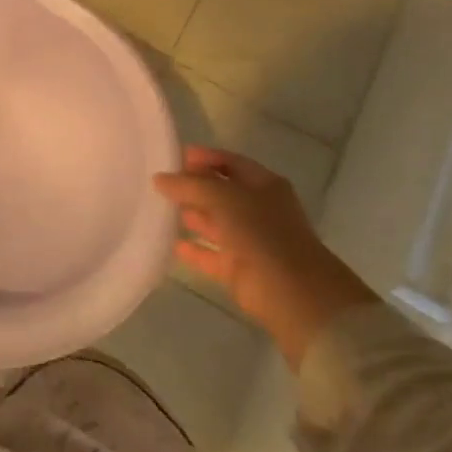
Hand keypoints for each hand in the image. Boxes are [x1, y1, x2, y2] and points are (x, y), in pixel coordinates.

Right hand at [153, 147, 376, 369]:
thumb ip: (190, 185)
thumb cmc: (262, 233)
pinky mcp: (240, 269)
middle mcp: (258, 209)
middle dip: (193, 186)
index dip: (204, 157)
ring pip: (215, 222)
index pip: (230, 162)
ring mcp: (250, 240)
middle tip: (159, 183)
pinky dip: (194, 249)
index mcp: (264, 185)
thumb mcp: (223, 198)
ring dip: (191, 215)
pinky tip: (172, 243)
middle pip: (221, 192)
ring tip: (158, 208)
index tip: (173, 157)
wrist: (293, 293)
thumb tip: (160, 178)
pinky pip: (211, 254)